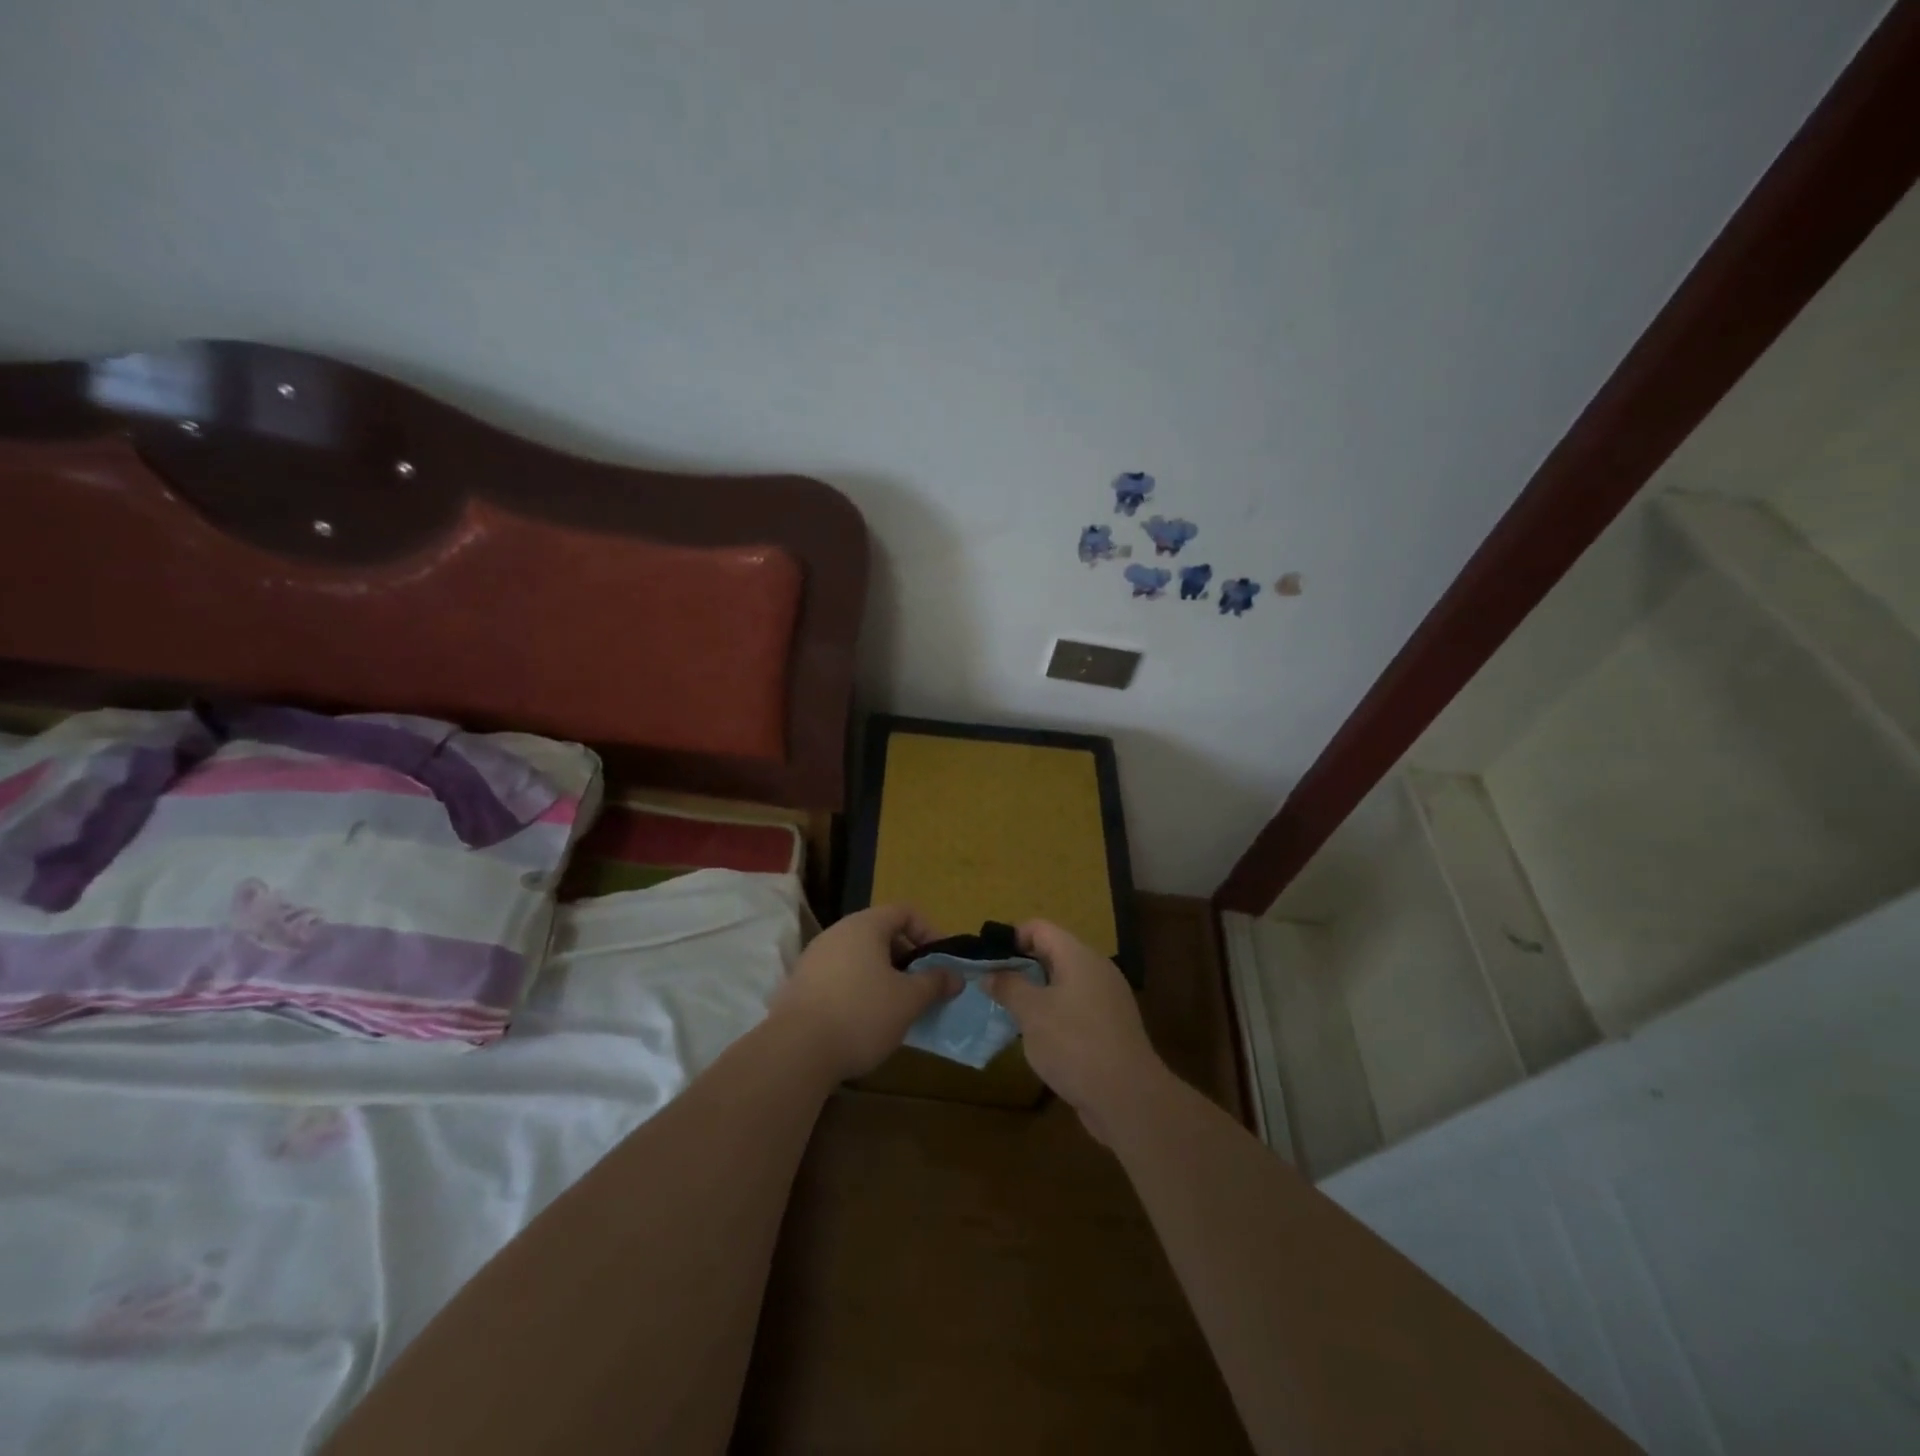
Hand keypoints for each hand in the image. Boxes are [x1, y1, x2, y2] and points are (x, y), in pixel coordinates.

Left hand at [769, 903, 957, 1080]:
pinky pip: (839, 975)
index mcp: (864, 926)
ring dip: (882, 975)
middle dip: (906, 956)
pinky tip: (864, 1020)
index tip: (941, 961)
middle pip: (880, 932)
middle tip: (922, 986)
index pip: (904, 911)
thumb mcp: (908, 1000)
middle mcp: (837, 933)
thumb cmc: (861, 1015)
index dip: (928, 931)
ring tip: (896, 1006)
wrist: (795, 1052)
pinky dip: (858, 988)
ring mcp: (814, 957)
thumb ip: (934, 983)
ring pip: (859, 956)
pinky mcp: (800, 985)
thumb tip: (955, 976)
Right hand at [985, 919, 1166, 1141]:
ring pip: (1064, 983)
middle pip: (1052, 953)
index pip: (1040, 928)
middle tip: (992, 987)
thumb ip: (1008, 987)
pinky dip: (1054, 1013)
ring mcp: (1107, 999)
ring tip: (1008, 1012)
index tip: (987, 960)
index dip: (1011, 937)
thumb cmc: (1074, 1044)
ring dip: (1036, 993)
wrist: (1128, 1098)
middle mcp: (1096, 969)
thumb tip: (990, 974)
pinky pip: (1076, 1007)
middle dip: (1021, 967)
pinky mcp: (1111, 1027)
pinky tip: (1037, 1037)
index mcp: (1079, 956)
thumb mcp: (1032, 1013)